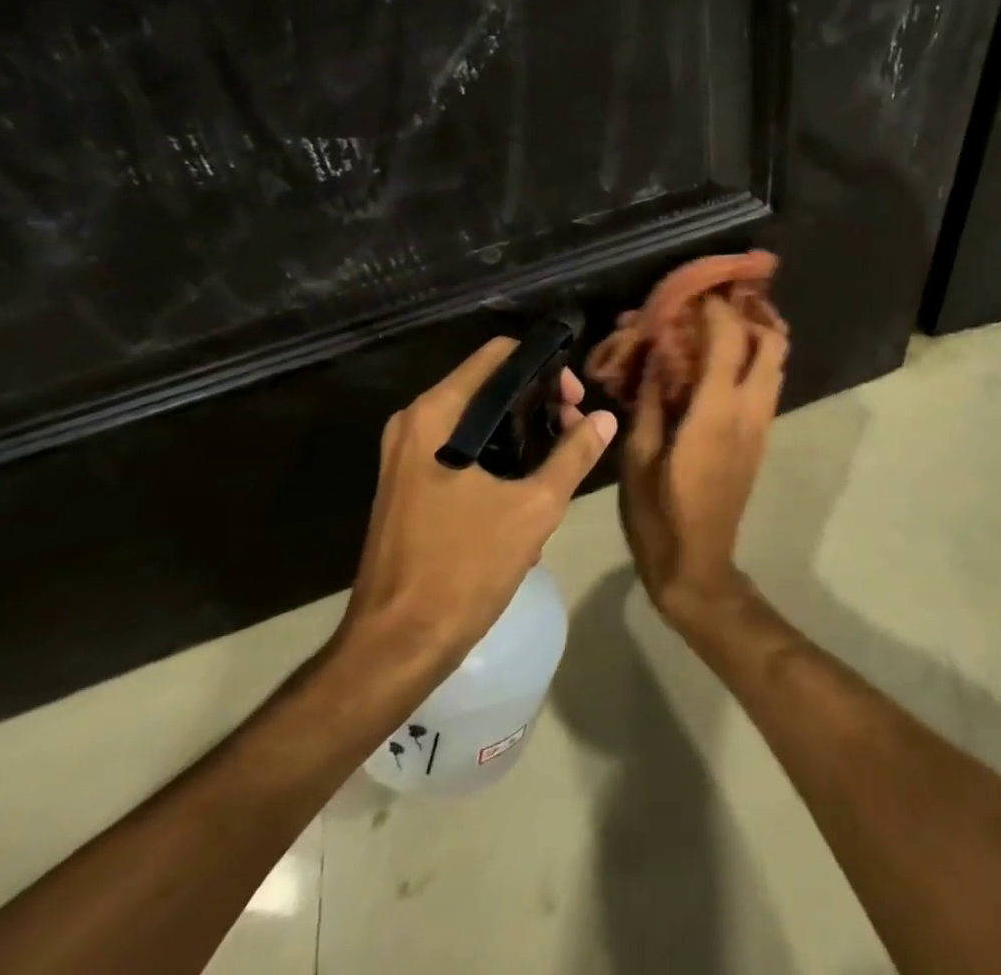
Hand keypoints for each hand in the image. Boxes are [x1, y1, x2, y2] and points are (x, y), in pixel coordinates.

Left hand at [336, 339, 616, 681]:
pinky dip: (496, 460)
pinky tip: (524, 500)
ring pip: (477, 422)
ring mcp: (405, 454)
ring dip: (521, 437)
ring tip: (557, 470)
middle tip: (575, 435)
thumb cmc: (463, 567)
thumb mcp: (534, 508)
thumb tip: (605, 418)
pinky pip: (460, 451)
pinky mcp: (406, 483)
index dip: (545, 369)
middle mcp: (415, 421)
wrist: (396, 645)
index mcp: (437, 414)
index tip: (575, 402)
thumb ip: (573, 455)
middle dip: (538, 405)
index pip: (499, 355)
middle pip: (489, 386)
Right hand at [619, 296, 786, 624]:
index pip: (729, 339)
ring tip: (721, 322)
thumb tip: (653, 358)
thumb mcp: (638, 458)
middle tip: (720, 300)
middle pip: (773, 344)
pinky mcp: (760, 439)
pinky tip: (719, 361)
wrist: (698, 567)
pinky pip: (767, 385)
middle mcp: (748, 412)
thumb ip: (649, 402)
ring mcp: (760, 426)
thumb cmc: (659, 515)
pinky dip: (753, 361)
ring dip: (757, 335)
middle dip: (753, 313)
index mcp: (715, 412)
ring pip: (777, 364)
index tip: (693, 290)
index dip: (715, 307)